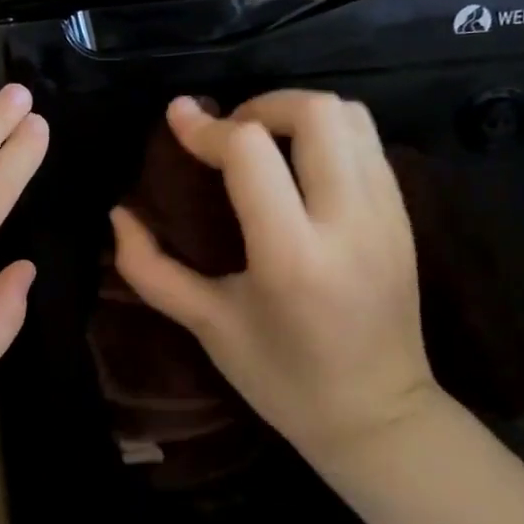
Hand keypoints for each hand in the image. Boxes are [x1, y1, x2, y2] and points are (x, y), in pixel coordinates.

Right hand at [110, 91, 438, 461]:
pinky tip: (297, 165)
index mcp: (291, 255)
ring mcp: (387, 215)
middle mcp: (348, 222)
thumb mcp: (206, 325)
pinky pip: (369, 143)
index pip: (250, 152)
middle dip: (261, 104)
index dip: (206, 127)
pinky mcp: (405, 216)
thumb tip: (118, 214)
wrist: (380, 419)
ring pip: (351, 117)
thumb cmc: (282, 379)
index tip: (177, 119)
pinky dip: (327, 133)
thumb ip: (151, 268)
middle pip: (315, 113)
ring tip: (263, 141)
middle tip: (228, 132)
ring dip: (297, 112)